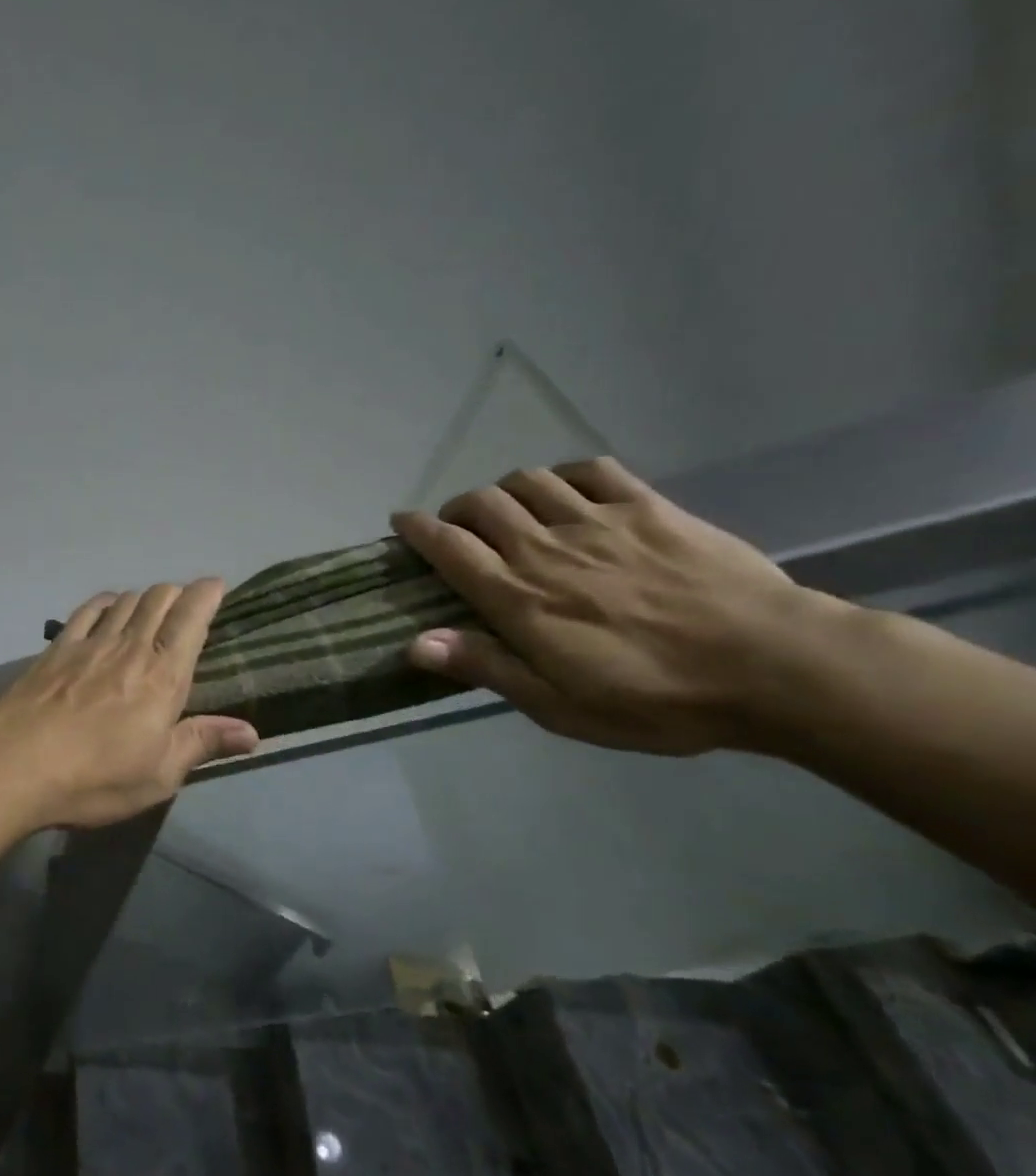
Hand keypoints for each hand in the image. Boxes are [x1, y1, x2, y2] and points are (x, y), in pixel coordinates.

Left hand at [0, 580, 260, 829]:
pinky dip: (105, 602)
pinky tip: (108, 607)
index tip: (216, 586)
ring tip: (151, 608)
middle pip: (159, 599)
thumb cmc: (96, 776)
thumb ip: (203, 744)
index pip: (192, 618)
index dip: (207, 595)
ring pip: (125, 600)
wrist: (16, 765)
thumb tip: (251, 733)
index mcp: (163, 675)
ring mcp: (89, 643)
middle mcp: (130, 647)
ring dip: (144, 597)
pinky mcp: (57, 649)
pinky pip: (87, 611)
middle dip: (178, 594)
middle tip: (186, 605)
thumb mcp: (159, 774)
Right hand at [391, 457, 827, 754]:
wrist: (775, 666)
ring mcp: (599, 520)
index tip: (400, 523)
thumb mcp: (558, 705)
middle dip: (457, 509)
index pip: (448, 546)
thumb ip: (486, 667)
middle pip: (481, 504)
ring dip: (506, 490)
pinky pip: (592, 470)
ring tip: (510, 511)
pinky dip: (566, 474)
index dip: (416, 529)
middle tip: (459, 529)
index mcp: (518, 597)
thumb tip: (415, 643)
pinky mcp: (649, 508)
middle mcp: (546, 547)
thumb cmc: (656, 698)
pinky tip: (568, 492)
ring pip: (529, 480)